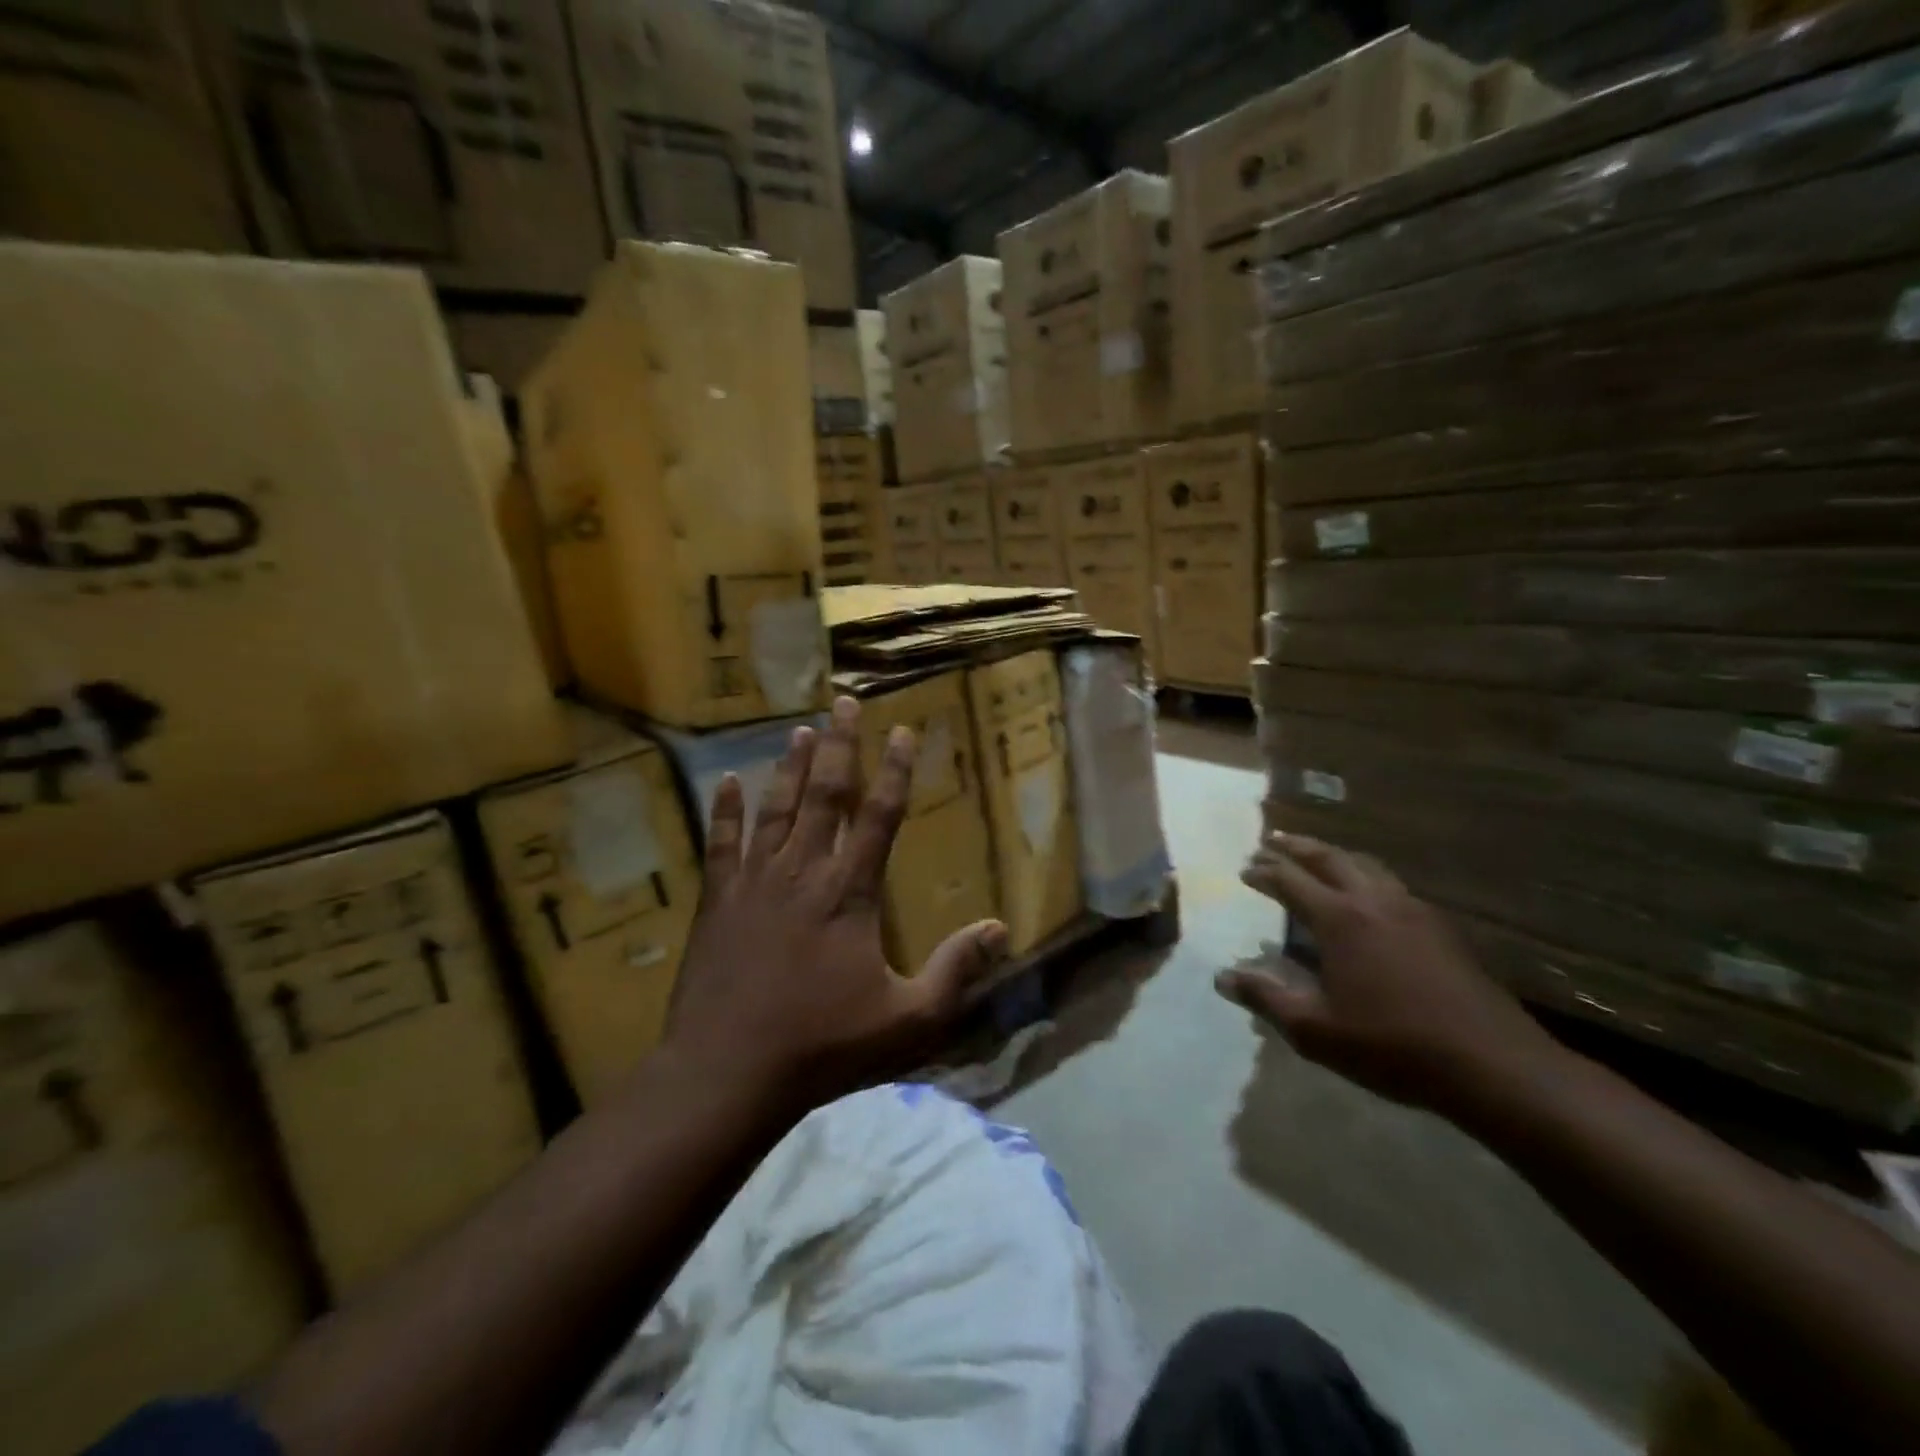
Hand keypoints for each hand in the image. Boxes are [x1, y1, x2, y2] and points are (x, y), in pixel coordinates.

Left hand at [666, 696, 1007, 1108]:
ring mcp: (754, 882)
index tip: (903, 731)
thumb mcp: (909, 1020)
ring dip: (791, 767)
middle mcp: (803, 871)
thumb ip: (956, 972)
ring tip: (802, 730)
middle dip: (841, 746)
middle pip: (826, 794)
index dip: (895, 770)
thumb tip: (1002, 929)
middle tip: (844, 702)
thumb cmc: (822, 1046)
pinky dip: (725, 810)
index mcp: (850, 892)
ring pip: (776, 809)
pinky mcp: (718, 901)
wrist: (726, 1072)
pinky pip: (721, 843)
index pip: (880, 815)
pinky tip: (726, 781)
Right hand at [1221, 832, 1558, 1114]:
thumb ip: (1266, 998)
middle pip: (1329, 858)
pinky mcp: (1441, 929)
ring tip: (1317, 856)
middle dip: (1296, 847)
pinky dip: (1366, 876)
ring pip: (1366, 865)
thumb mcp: (1315, 1030)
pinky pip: (1393, 885)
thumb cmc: (1392, 1045)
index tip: (1244, 869)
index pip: (1290, 881)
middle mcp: (1374, 901)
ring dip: (1334, 856)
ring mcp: (1413, 911)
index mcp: (1340, 919)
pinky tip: (1369, 896)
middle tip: (1272, 840)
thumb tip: (1222, 977)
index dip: (1264, 872)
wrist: (1493, 1064)